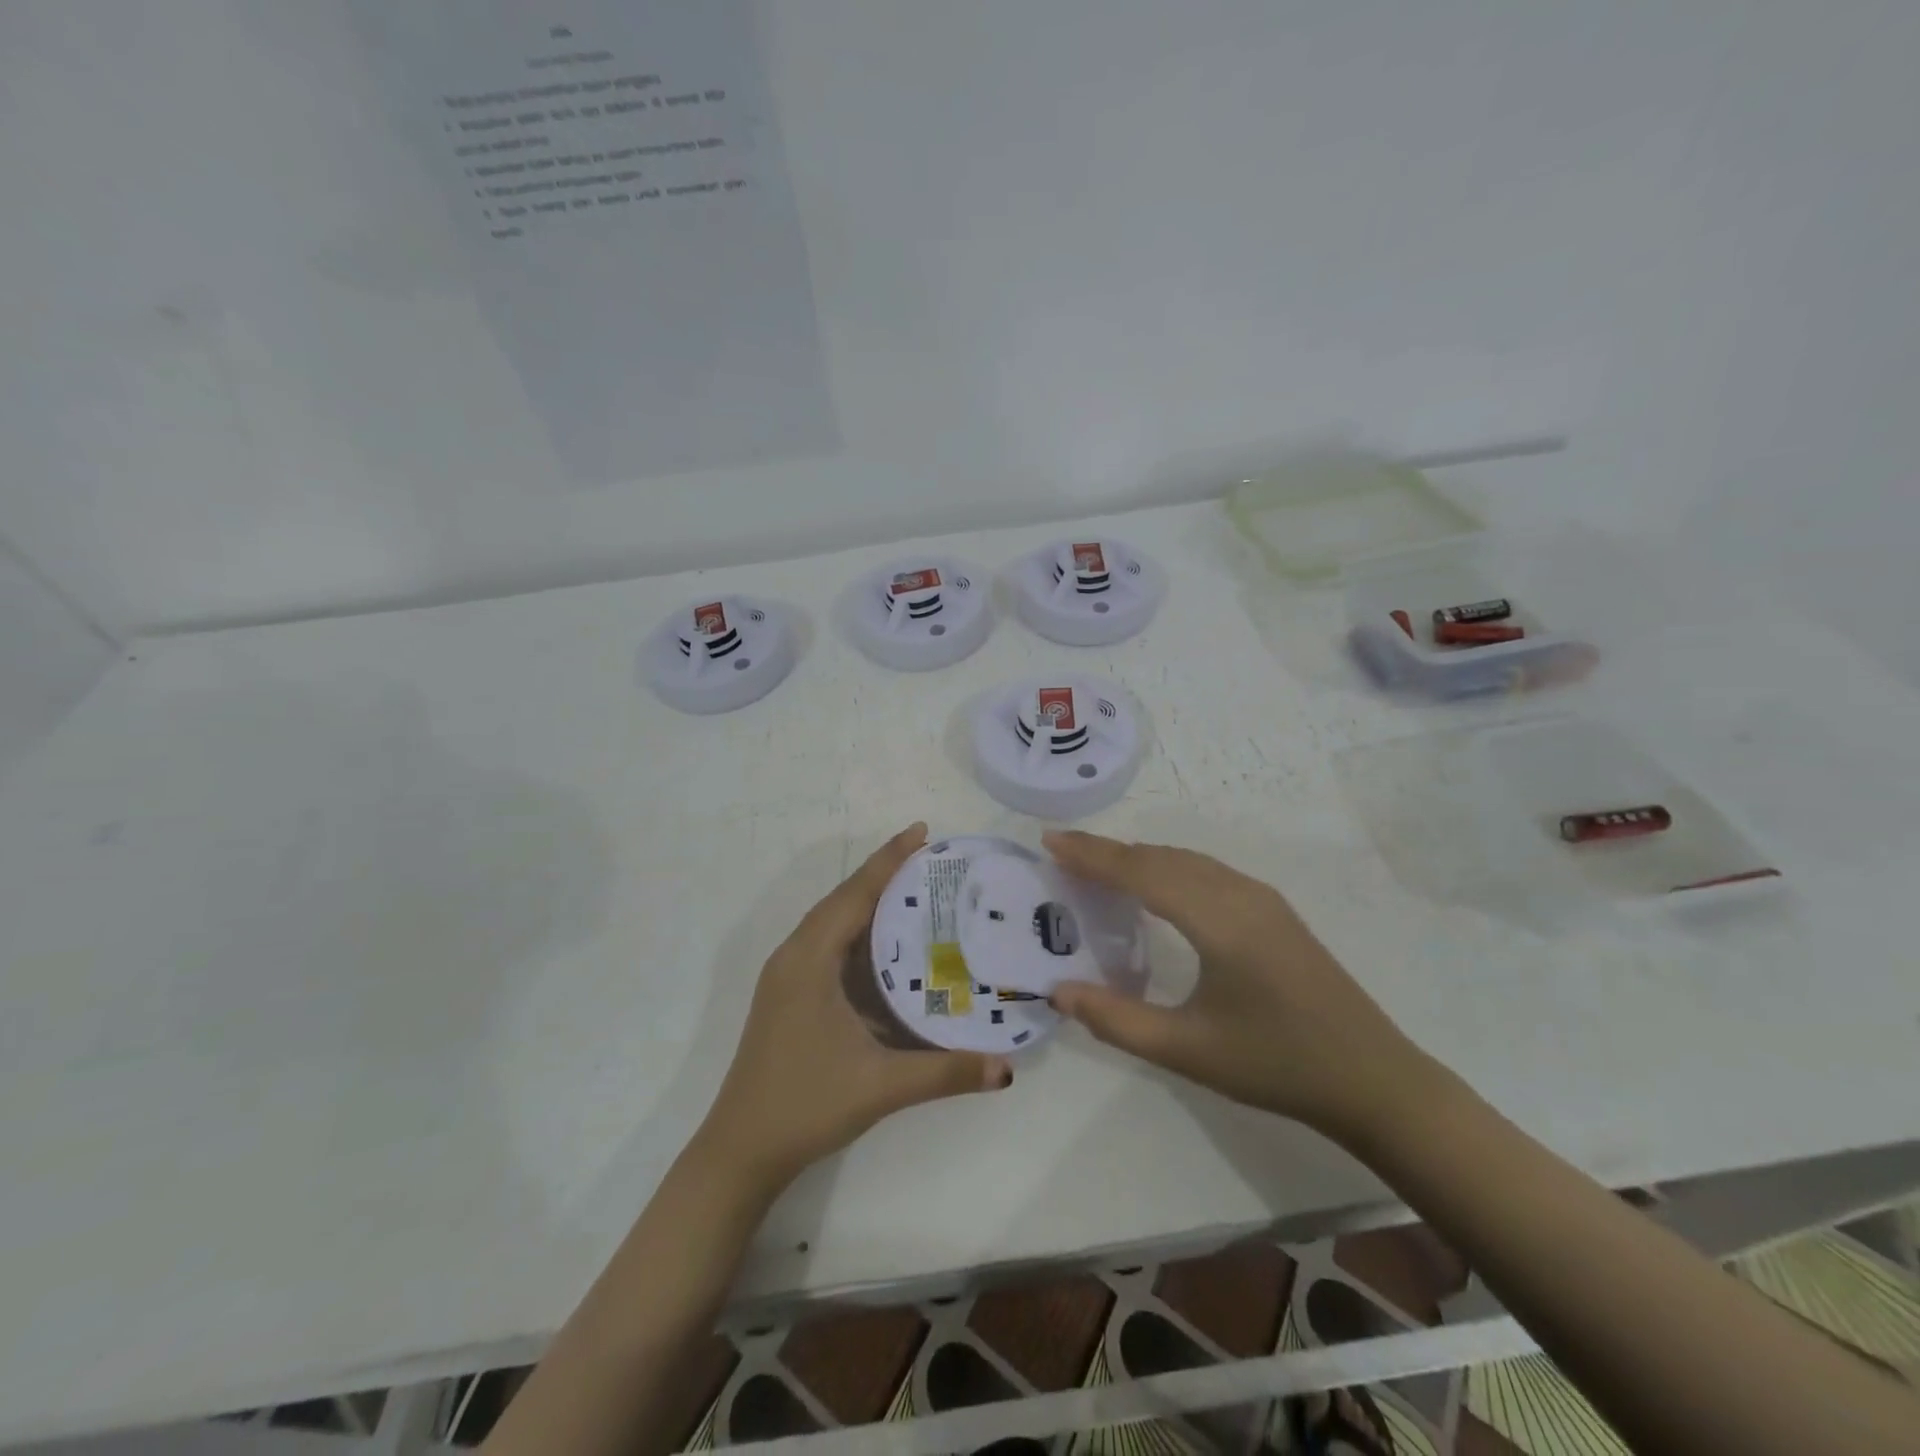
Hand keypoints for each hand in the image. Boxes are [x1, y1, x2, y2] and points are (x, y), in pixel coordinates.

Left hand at [699, 824, 1012, 1187]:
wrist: (740, 1152)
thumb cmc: (805, 1105)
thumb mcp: (880, 1086)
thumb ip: (944, 1073)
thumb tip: (1005, 1069)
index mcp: (809, 960)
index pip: (854, 894)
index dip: (889, 860)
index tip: (922, 830)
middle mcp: (794, 956)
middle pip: (842, 899)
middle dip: (883, 873)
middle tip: (930, 858)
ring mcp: (787, 976)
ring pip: (832, 922)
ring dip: (868, 901)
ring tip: (915, 890)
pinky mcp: (789, 995)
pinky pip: (827, 945)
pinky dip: (858, 932)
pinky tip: (887, 946)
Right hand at [1043, 831, 1430, 1143]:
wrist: (1374, 1079)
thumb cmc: (1276, 1065)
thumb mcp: (1187, 1051)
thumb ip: (1116, 1020)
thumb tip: (1057, 991)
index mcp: (1218, 920)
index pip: (1141, 871)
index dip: (1092, 855)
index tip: (1050, 842)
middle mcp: (1239, 894)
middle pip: (1161, 857)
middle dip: (1108, 851)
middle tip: (1061, 853)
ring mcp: (1261, 899)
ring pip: (1186, 860)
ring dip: (1138, 857)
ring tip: (1096, 866)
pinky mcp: (1273, 911)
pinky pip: (1206, 872)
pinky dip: (1167, 867)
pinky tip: (1154, 887)